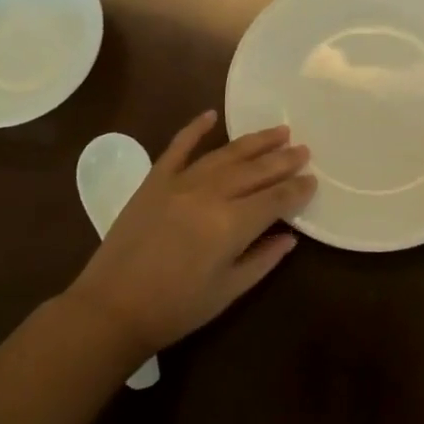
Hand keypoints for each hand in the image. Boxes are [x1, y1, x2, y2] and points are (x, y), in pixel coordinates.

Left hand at [64, 110, 314, 358]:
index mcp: (231, 224)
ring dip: (254, 142)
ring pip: (226, 155)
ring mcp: (180, 182)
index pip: (275, 199)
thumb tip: (290, 237)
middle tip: (304, 150)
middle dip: (283, 160)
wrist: (111, 308)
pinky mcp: (155, 181)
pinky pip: (178, 148)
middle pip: (255, 171)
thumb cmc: (175, 309)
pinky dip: (195, 129)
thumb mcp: (228, 292)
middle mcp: (210, 194)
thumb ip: (263, 260)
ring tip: (279, 131)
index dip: (297, 189)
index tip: (313, 180)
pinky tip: (211, 115)